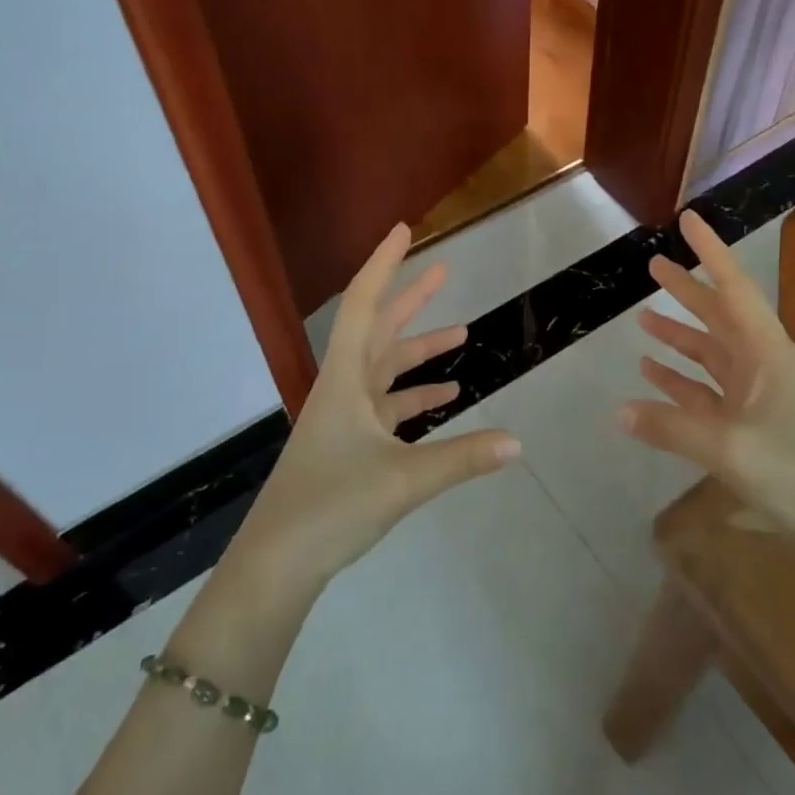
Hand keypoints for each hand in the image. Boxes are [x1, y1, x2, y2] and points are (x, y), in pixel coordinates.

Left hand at [232, 223, 519, 591]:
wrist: (277, 563)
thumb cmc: (330, 506)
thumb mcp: (403, 480)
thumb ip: (462, 459)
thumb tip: (517, 443)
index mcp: (345, 380)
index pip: (363, 305)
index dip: (384, 265)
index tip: (404, 231)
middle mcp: (343, 389)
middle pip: (378, 330)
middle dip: (411, 298)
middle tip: (444, 270)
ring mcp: (345, 418)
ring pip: (387, 369)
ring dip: (421, 350)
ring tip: (462, 334)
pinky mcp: (350, 445)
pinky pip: (389, 407)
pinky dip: (417, 397)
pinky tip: (447, 399)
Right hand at [619, 211, 794, 566]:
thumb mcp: (732, 448)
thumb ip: (673, 427)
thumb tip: (619, 411)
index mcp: (767, 354)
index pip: (734, 289)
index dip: (711, 252)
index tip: (688, 220)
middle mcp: (762, 366)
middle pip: (719, 317)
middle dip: (688, 291)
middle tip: (654, 266)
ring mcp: (756, 397)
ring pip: (711, 354)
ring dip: (680, 337)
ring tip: (644, 319)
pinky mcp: (750, 427)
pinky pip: (707, 393)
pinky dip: (680, 382)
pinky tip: (653, 377)